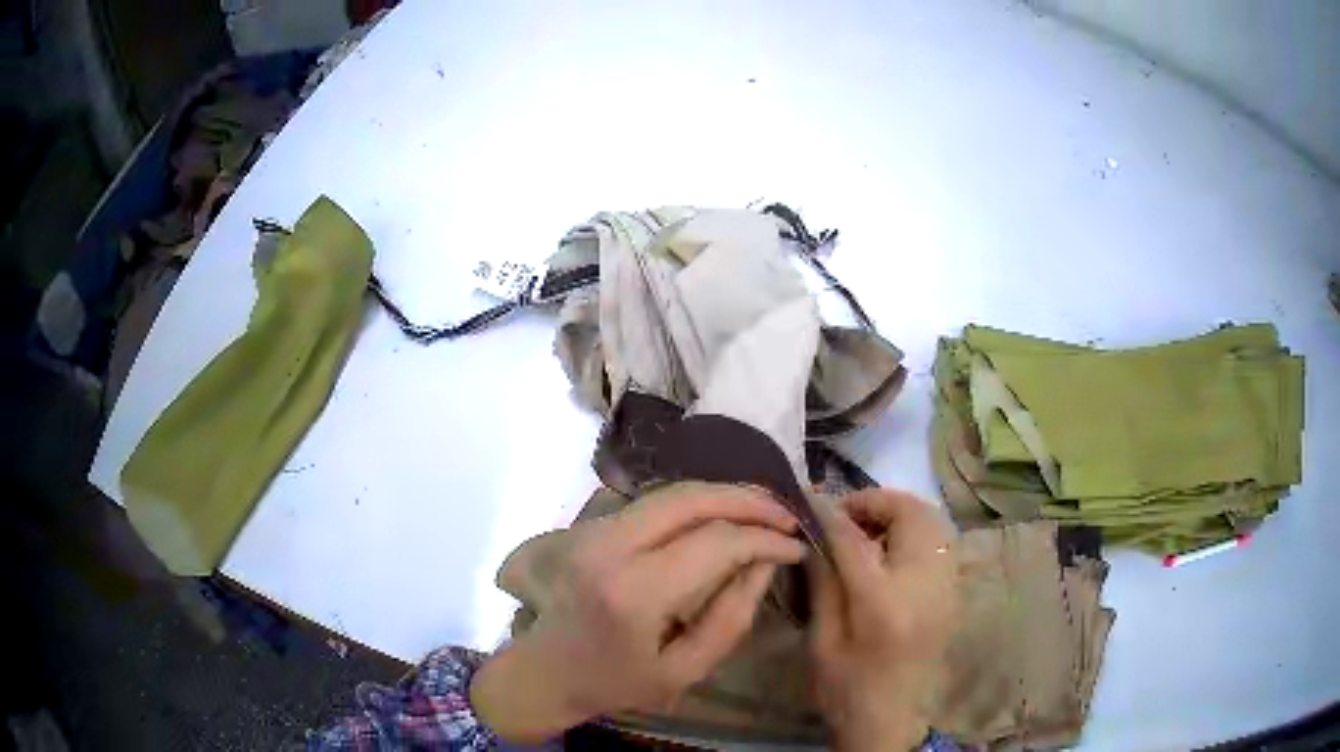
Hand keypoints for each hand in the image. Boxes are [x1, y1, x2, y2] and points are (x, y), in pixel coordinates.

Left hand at [471, 482, 807, 741]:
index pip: (715, 542)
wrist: (544, 672)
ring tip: (764, 511)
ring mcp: (595, 530)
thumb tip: (765, 562)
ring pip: (672, 491)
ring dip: (724, 494)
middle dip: (748, 499)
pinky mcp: (591, 526)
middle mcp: (610, 546)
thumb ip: (731, 617)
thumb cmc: (615, 683)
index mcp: (634, 591)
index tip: (797, 548)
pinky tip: (722, 515)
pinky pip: (654, 502)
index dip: (764, 539)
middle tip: (787, 515)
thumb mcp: (685, 670)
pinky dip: (696, 502)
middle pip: (692, 498)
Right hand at [809, 489, 957, 751]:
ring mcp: (947, 586)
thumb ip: (822, 581)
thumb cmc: (845, 686)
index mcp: (882, 604)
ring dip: (899, 511)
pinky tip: (892, 547)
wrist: (891, 719)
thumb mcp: (820, 639)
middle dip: (876, 502)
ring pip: (933, 520)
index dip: (830, 512)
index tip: (809, 497)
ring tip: (868, 526)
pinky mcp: (954, 590)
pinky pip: (942, 538)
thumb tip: (814, 531)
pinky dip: (917, 527)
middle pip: (910, 514)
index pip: (855, 538)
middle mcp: (924, 585)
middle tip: (846, 514)